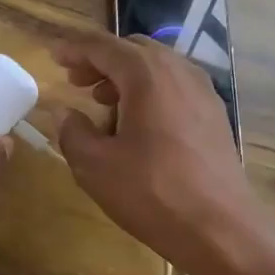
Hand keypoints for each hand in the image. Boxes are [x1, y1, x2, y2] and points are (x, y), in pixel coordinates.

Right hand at [54, 31, 257, 270]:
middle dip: (101, 61)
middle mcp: (179, 70)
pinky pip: (176, 86)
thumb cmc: (152, 193)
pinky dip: (151, 91)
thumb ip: (73, 132)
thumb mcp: (95, 166)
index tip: (54, 56)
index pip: (103, 46)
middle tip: (76, 82)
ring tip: (103, 104)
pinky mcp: (215, 114)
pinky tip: (139, 123)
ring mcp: (203, 91)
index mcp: (146, 74)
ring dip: (126, 76)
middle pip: (133, 50)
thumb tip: (64, 113)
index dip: (75, 48)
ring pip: (157, 67)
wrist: (221, 228)